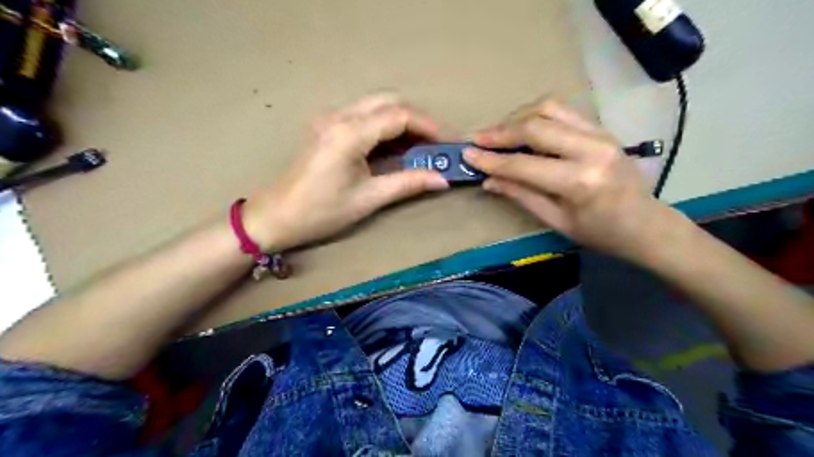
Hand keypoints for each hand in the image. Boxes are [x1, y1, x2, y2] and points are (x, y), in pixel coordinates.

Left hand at [247, 93, 451, 250]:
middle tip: (435, 143)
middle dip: (417, 119)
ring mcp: (331, 119)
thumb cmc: (322, 211)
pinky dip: (385, 126)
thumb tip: (442, 179)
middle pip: (389, 102)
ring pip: (376, 106)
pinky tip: (396, 146)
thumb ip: (407, 183)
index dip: (428, 126)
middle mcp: (340, 117)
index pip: (399, 115)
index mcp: (350, 134)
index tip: (447, 143)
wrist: (278, 215)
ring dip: (402, 121)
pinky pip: (364, 116)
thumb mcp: (369, 199)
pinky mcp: (328, 127)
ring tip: (421, 146)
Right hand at [463, 98, 681, 263]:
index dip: (491, 160)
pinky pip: (562, 111)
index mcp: (579, 181)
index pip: (523, 164)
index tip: (468, 154)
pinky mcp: (601, 127)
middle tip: (478, 139)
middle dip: (500, 132)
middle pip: (535, 126)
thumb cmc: (601, 232)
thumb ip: (522, 196)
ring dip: (517, 118)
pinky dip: (536, 116)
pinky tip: (523, 128)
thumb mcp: (557, 221)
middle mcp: (591, 149)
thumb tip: (489, 180)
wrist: (647, 223)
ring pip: (548, 109)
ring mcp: (600, 133)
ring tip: (498, 134)